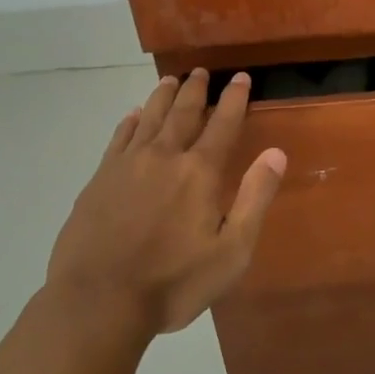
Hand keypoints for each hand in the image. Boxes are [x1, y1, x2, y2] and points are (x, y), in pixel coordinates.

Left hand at [43, 69, 287, 338]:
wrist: (98, 302)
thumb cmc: (173, 282)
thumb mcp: (231, 251)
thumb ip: (255, 198)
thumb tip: (275, 153)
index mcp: (199, 172)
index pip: (222, 123)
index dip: (234, 98)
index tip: (239, 77)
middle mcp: (163, 157)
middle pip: (183, 112)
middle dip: (196, 90)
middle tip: (202, 71)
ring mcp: (126, 165)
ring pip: (149, 118)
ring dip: (163, 97)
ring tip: (171, 80)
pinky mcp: (99, 179)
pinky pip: (119, 137)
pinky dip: (130, 121)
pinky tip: (134, 115)